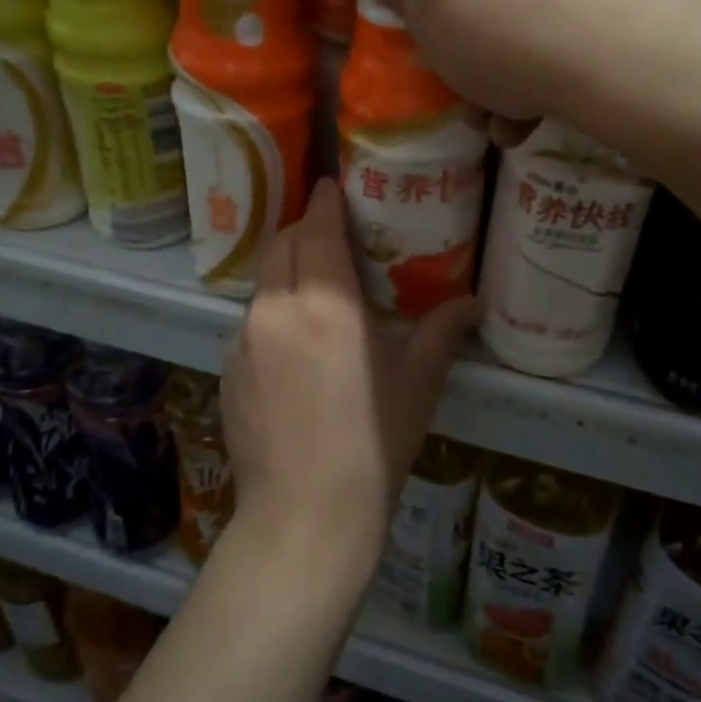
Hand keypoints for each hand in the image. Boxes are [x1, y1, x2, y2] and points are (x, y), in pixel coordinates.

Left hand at [220, 180, 474, 582]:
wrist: (306, 514)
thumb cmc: (374, 442)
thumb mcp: (417, 382)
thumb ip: (442, 332)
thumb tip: (473, 303)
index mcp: (326, 302)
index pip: (318, 229)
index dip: (325, 202)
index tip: (330, 186)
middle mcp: (277, 307)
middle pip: (281, 245)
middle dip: (302, 229)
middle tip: (328, 233)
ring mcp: (243, 338)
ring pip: (263, 282)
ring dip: (285, 271)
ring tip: (313, 288)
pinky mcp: (227, 368)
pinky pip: (250, 322)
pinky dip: (271, 313)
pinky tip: (292, 346)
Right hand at [364, 0, 700, 138]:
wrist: (615, 39)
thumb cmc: (491, 23)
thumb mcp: (424, 21)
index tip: (432, 0)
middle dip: (477, 24)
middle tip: (470, 82)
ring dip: (517, 56)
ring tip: (510, 119)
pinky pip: (578, 3)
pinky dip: (561, 50)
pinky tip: (551, 107)